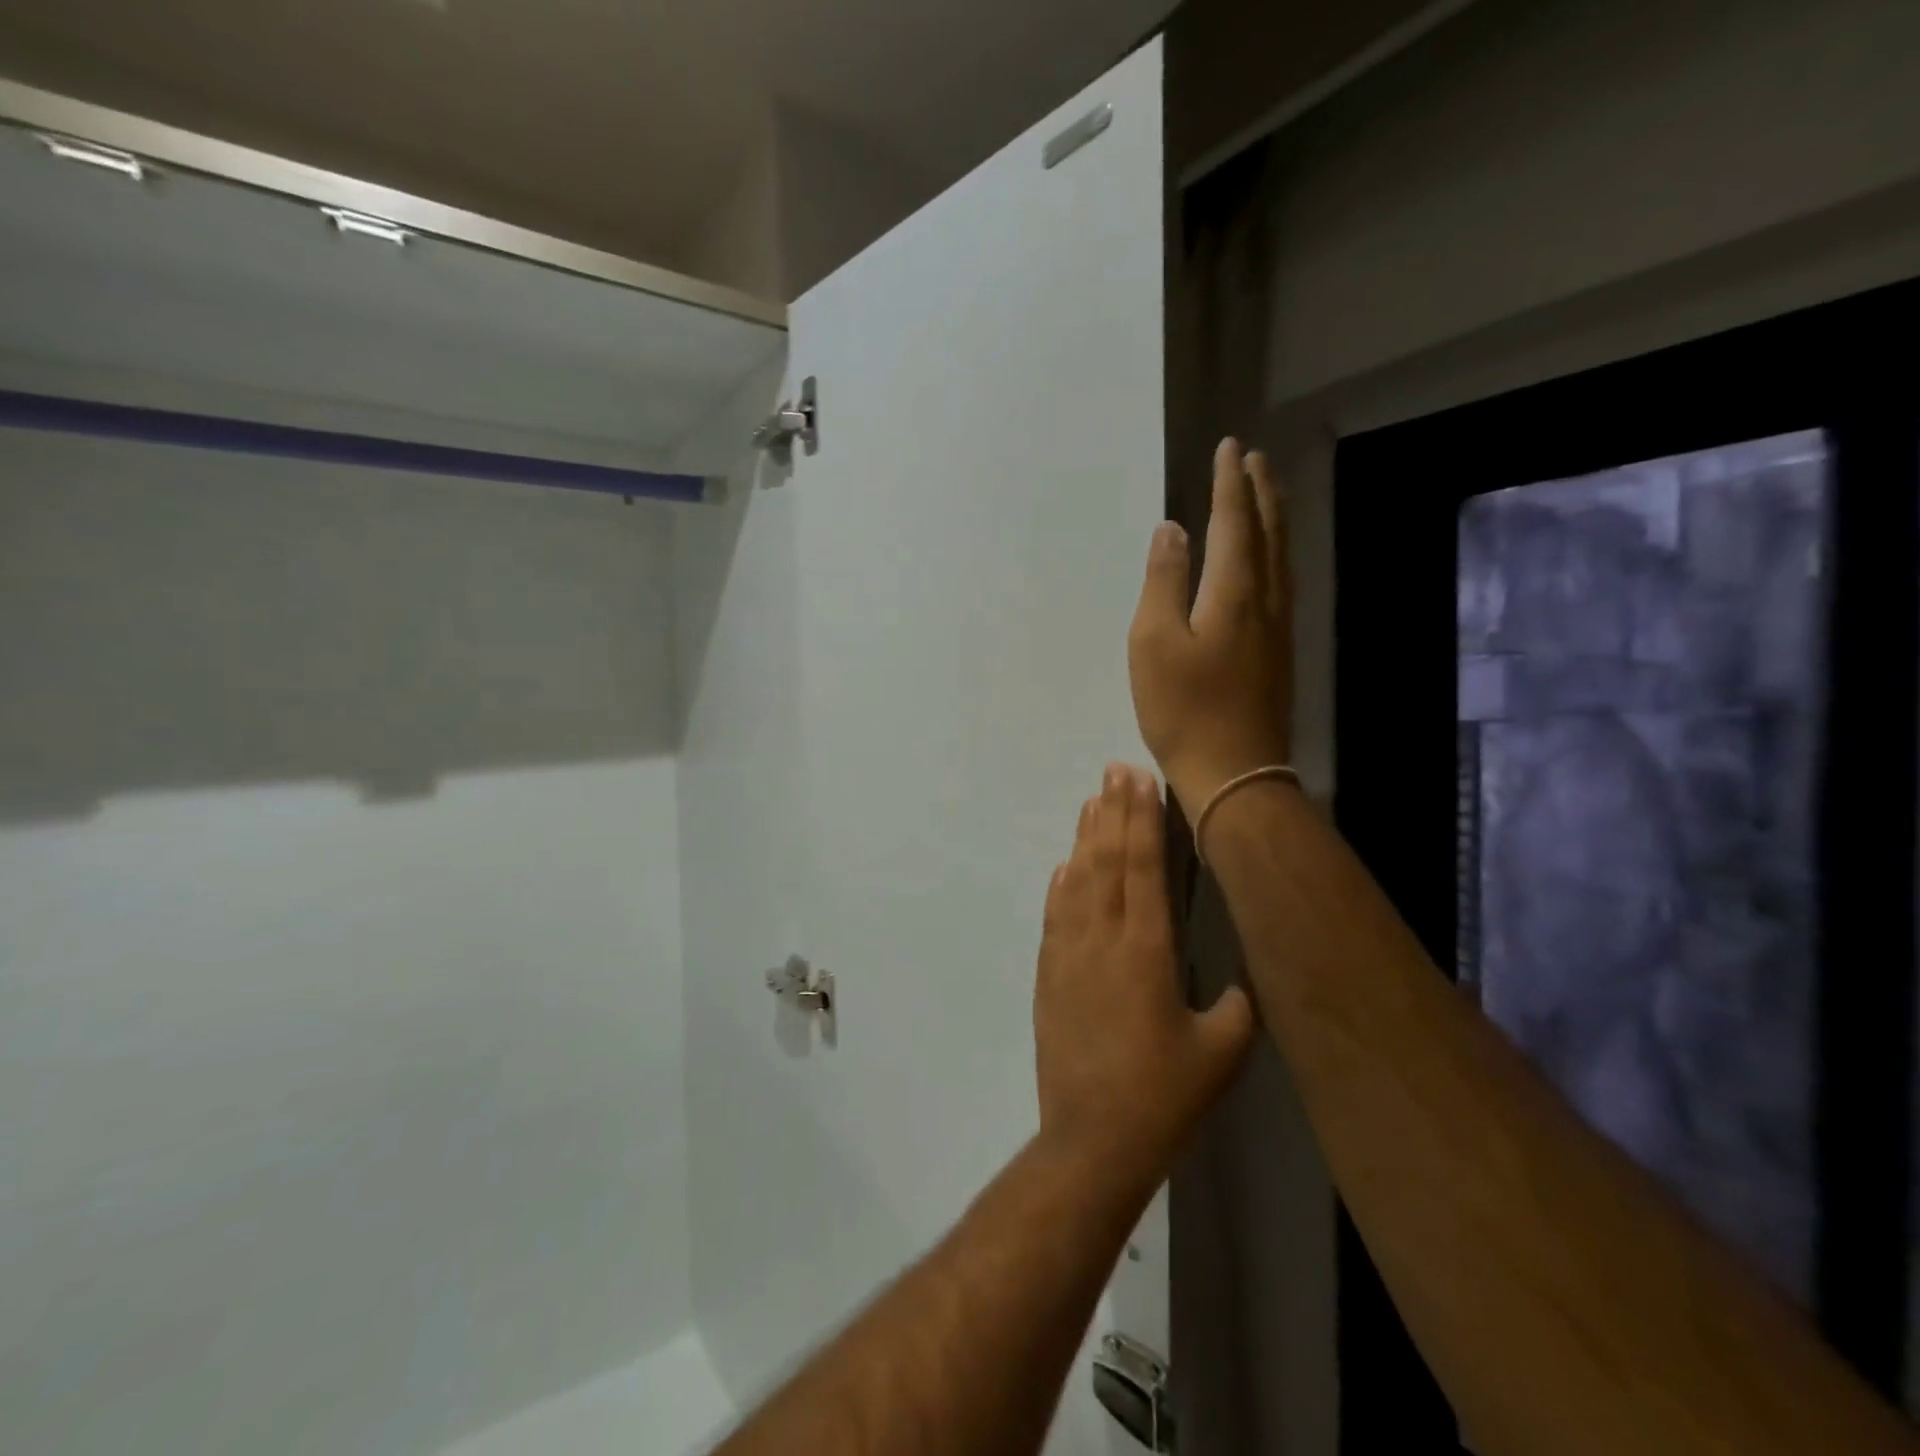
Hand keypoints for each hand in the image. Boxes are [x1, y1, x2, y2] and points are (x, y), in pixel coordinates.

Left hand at [1034, 763, 1254, 1190]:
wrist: (1091, 1138)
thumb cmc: (1164, 1096)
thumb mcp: (1222, 1052)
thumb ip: (1239, 1004)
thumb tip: (1243, 978)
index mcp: (1147, 949)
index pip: (1143, 867)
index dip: (1141, 820)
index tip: (1140, 781)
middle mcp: (1102, 939)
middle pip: (1106, 861)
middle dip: (1112, 811)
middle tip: (1114, 770)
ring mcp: (1068, 954)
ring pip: (1076, 880)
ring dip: (1084, 838)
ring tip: (1091, 801)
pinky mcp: (1048, 975)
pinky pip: (1054, 916)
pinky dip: (1060, 885)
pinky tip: (1065, 866)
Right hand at [1128, 437, 1293, 815]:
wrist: (1234, 773)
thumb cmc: (1184, 709)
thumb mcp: (1154, 643)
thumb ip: (1163, 582)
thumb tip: (1172, 531)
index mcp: (1233, 592)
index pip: (1234, 523)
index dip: (1229, 484)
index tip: (1229, 447)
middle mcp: (1265, 601)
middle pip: (1269, 533)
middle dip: (1260, 492)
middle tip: (1253, 459)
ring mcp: (1278, 629)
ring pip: (1281, 558)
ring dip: (1273, 520)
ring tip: (1265, 495)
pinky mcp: (1278, 653)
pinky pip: (1282, 583)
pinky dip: (1276, 555)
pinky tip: (1268, 562)